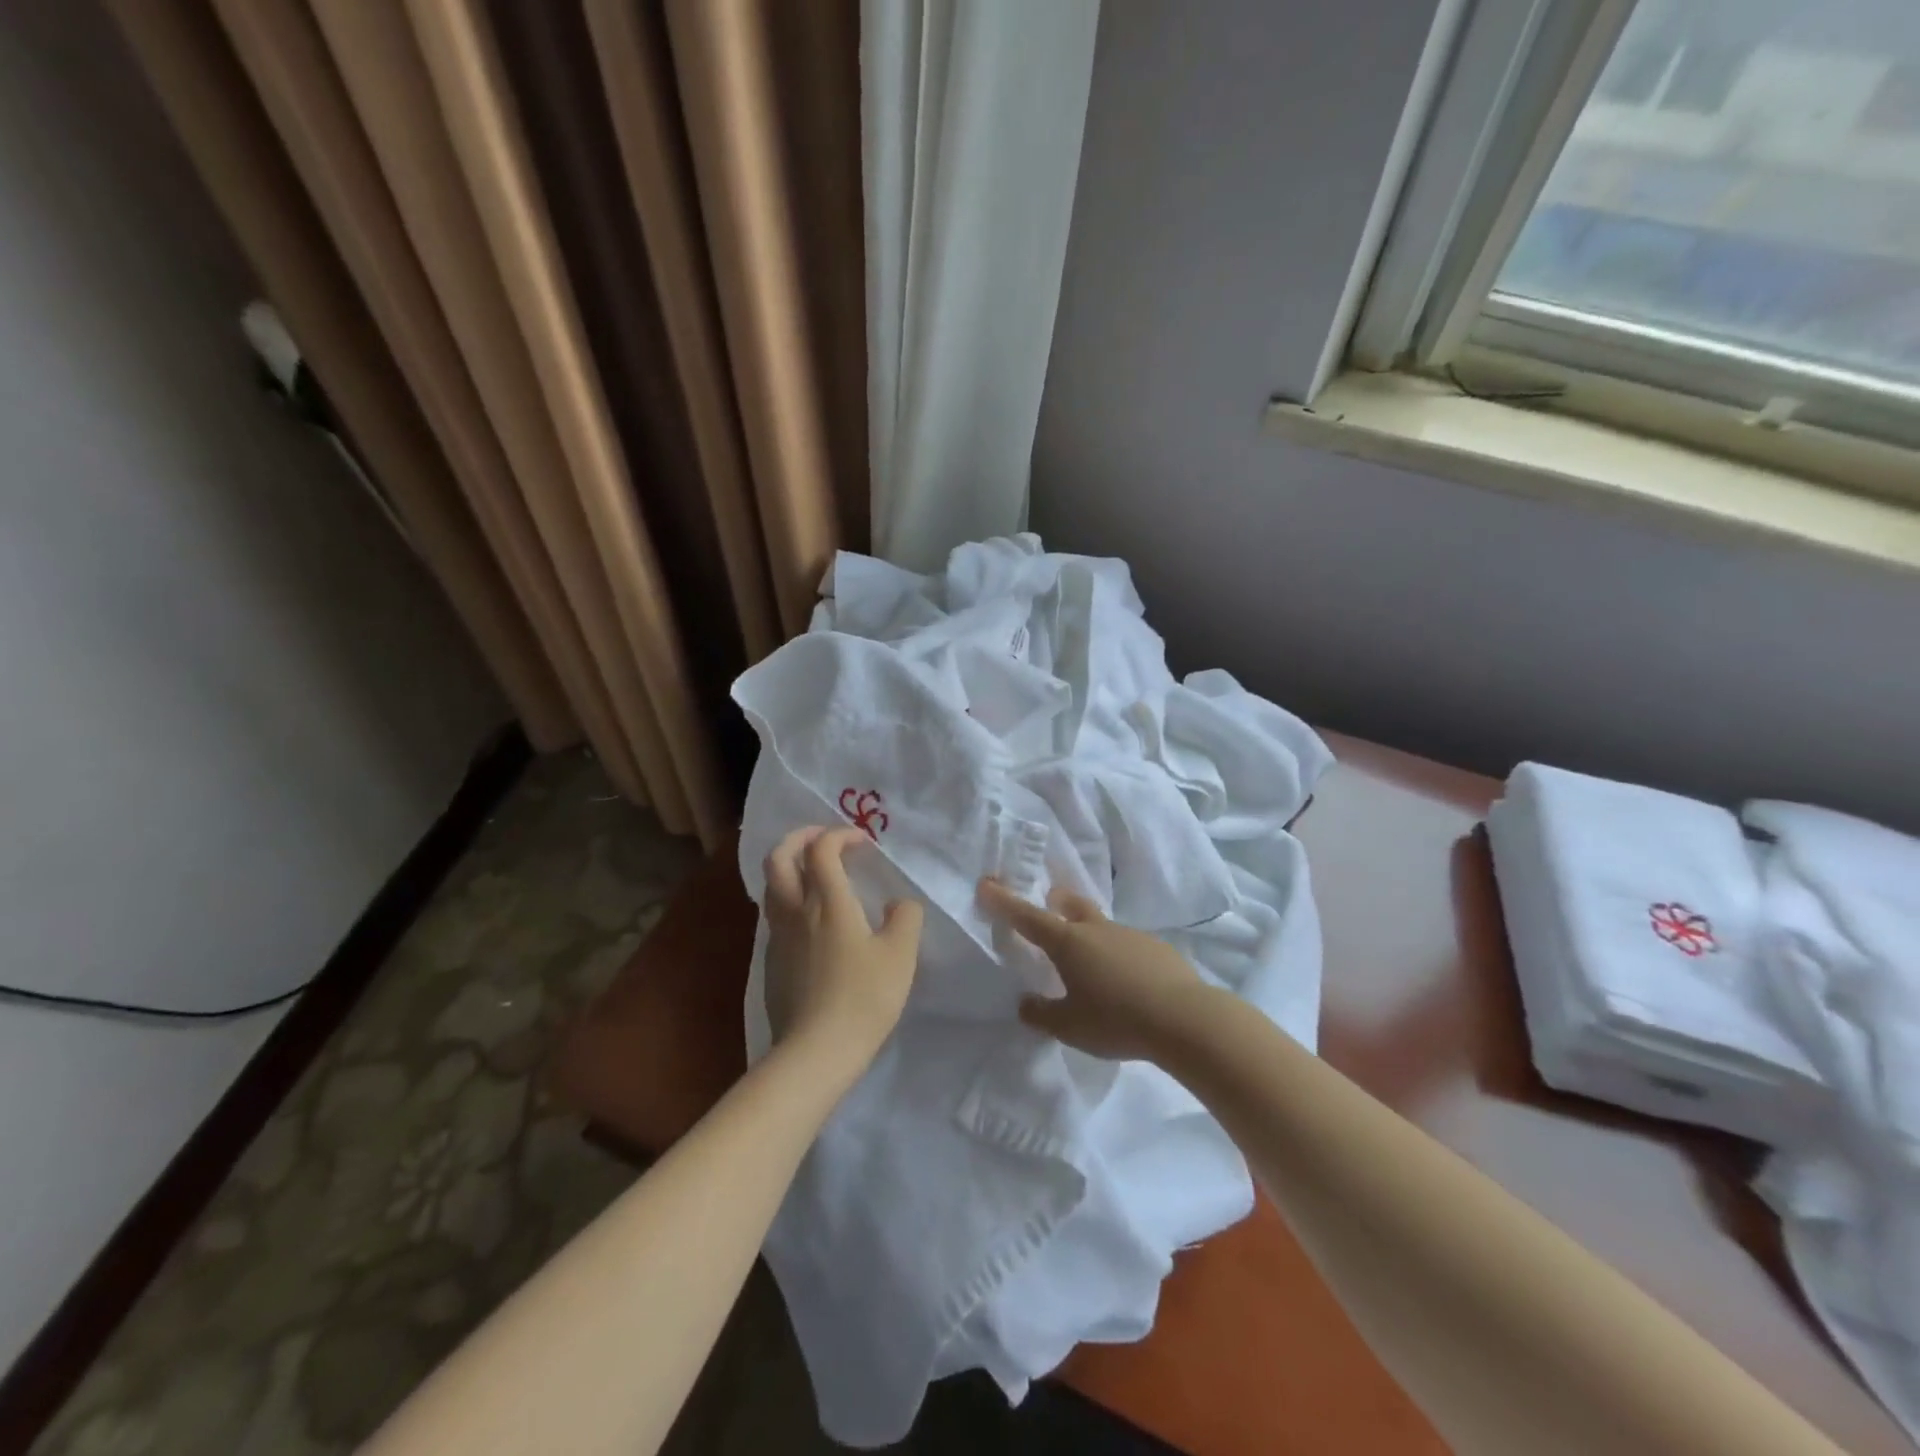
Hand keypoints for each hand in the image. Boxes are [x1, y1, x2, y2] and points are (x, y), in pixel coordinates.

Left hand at [764, 827, 923, 1070]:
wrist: (814, 1051)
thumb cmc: (863, 998)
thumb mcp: (900, 955)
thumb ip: (905, 918)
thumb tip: (898, 905)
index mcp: (827, 901)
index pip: (821, 848)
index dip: (840, 835)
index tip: (862, 843)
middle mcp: (795, 910)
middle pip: (779, 857)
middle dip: (799, 838)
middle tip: (822, 839)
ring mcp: (778, 937)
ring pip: (771, 886)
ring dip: (790, 868)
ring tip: (816, 875)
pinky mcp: (770, 962)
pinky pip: (775, 915)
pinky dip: (790, 900)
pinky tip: (812, 921)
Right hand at [978, 879, 1205, 1061]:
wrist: (1185, 1019)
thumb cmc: (1116, 1020)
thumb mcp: (1069, 1026)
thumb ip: (1042, 1014)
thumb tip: (1026, 1004)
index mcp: (1068, 943)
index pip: (1027, 917)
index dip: (1004, 901)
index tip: (987, 883)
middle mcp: (1096, 930)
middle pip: (1070, 904)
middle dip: (1054, 902)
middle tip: (1048, 906)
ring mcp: (1130, 935)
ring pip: (1100, 925)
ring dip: (1089, 934)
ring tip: (1090, 964)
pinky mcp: (1157, 948)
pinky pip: (1128, 944)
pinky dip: (1118, 954)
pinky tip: (1126, 982)